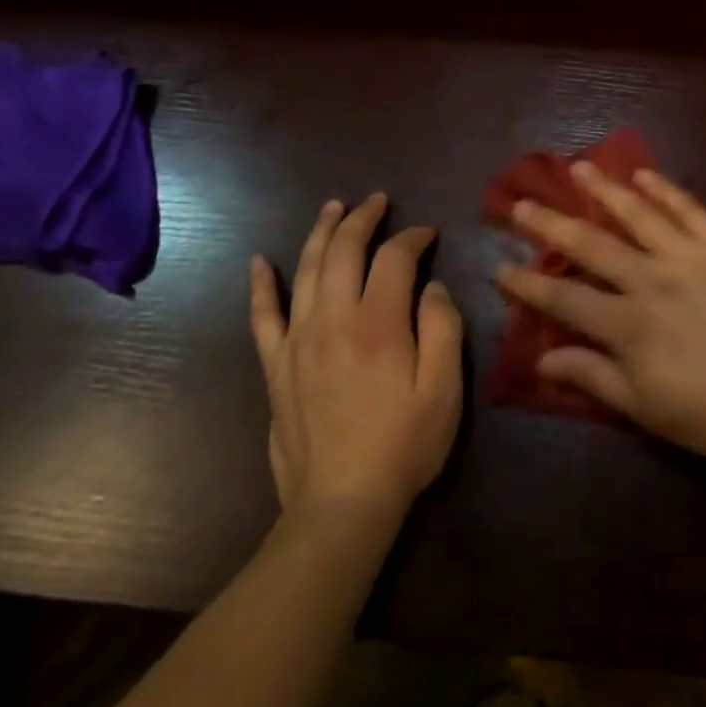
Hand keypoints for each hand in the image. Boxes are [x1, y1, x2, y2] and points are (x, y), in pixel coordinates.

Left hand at [249, 195, 463, 522]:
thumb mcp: (445, 389)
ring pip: (305, 270)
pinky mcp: (276, 367)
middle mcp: (333, 320)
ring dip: (320, 233)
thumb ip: (443, 328)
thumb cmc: (404, 445)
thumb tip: (432, 286)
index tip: (429, 233)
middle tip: (378, 201)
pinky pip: (262, 316)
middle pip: (344, 251)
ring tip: (333, 208)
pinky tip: (260, 262)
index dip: (413, 237)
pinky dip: (261, 285)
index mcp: (379, 324)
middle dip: (363, 219)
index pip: (395, 257)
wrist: (341, 505)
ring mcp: (298, 341)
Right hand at [495, 163, 705, 460]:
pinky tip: (644, 173)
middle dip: (551, 224)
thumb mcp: (647, 408)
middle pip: (591, 245)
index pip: (564, 299)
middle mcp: (651, 280)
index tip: (499, 267)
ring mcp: (689, 256)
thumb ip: (593, 377)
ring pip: (637, 214)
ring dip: (605, 189)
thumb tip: (542, 357)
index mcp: (629, 324)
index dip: (527, 285)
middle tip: (522, 203)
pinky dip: (665, 189)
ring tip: (578, 168)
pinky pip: (690, 209)